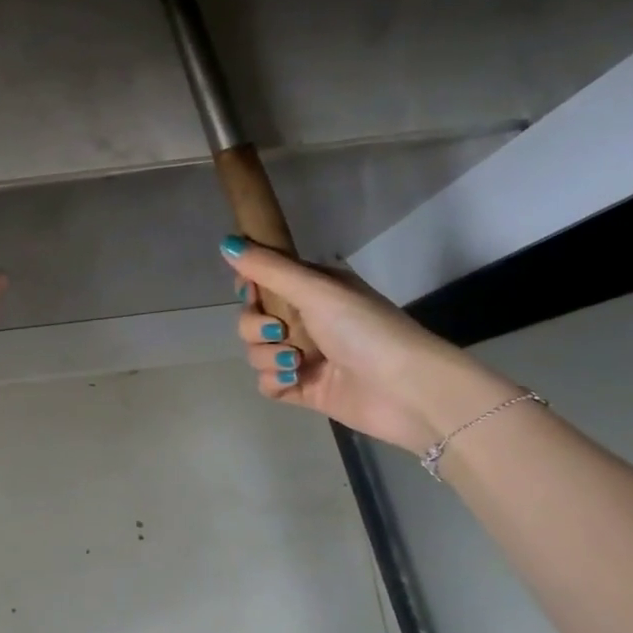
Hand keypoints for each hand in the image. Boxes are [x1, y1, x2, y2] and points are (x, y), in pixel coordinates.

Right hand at [219, 238, 518, 454]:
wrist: (407, 390)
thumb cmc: (366, 330)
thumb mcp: (316, 290)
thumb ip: (268, 268)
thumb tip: (225, 242)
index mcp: (312, 290)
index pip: (262, 281)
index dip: (249, 287)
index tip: (251, 292)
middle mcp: (306, 319)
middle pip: (251, 318)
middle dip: (255, 326)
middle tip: (278, 330)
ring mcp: (303, 356)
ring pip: (255, 350)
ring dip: (267, 355)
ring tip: (297, 361)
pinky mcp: (303, 388)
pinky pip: (266, 382)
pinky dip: (274, 380)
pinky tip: (295, 380)